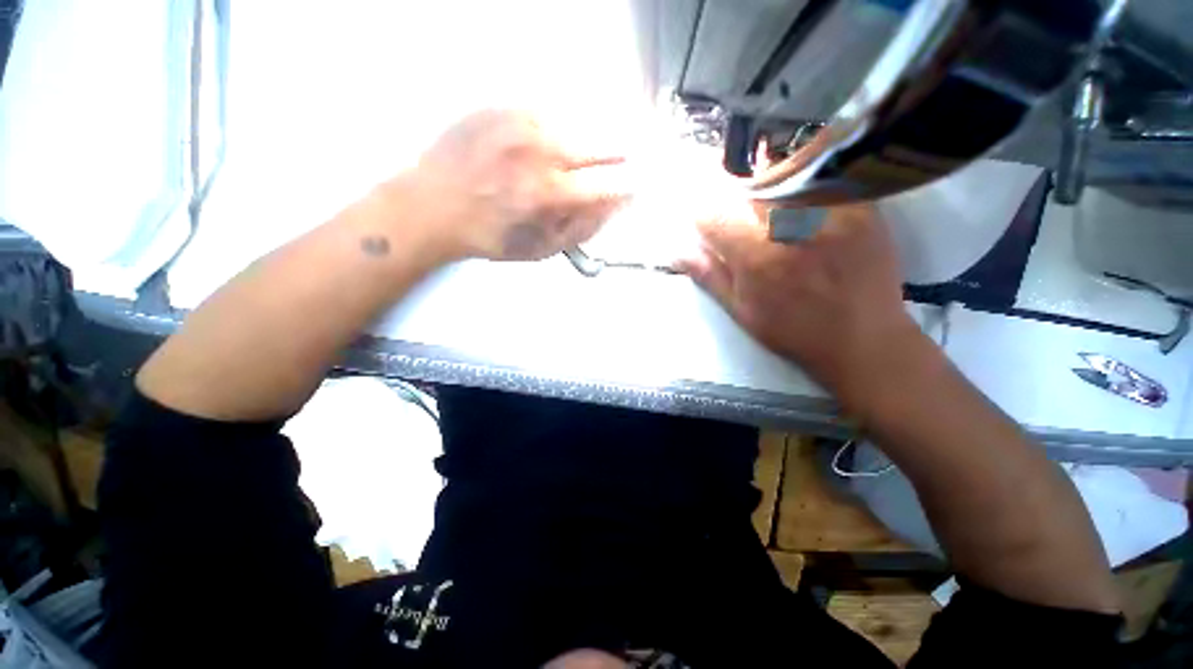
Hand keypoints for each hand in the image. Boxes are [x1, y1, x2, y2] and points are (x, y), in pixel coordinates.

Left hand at [388, 109, 629, 261]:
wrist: (432, 205)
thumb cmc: (490, 236)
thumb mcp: (540, 249)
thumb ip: (581, 230)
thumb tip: (612, 208)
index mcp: (550, 195)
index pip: (609, 186)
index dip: (628, 188)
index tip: (634, 189)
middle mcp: (541, 153)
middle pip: (601, 146)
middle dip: (617, 157)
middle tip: (621, 161)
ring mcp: (520, 124)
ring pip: (576, 126)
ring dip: (586, 143)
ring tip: (576, 159)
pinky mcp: (501, 108)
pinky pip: (546, 113)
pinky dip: (557, 129)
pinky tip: (546, 145)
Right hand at [676, 203, 919, 399]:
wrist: (864, 338)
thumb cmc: (794, 330)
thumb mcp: (741, 310)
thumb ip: (708, 275)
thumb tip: (677, 251)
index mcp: (756, 256)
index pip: (712, 213)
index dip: (703, 217)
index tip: (708, 225)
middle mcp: (791, 225)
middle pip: (746, 186)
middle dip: (734, 200)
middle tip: (742, 220)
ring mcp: (830, 210)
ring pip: (782, 175)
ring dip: (766, 190)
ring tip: (774, 215)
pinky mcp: (861, 204)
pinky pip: (819, 180)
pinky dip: (802, 188)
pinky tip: (804, 212)